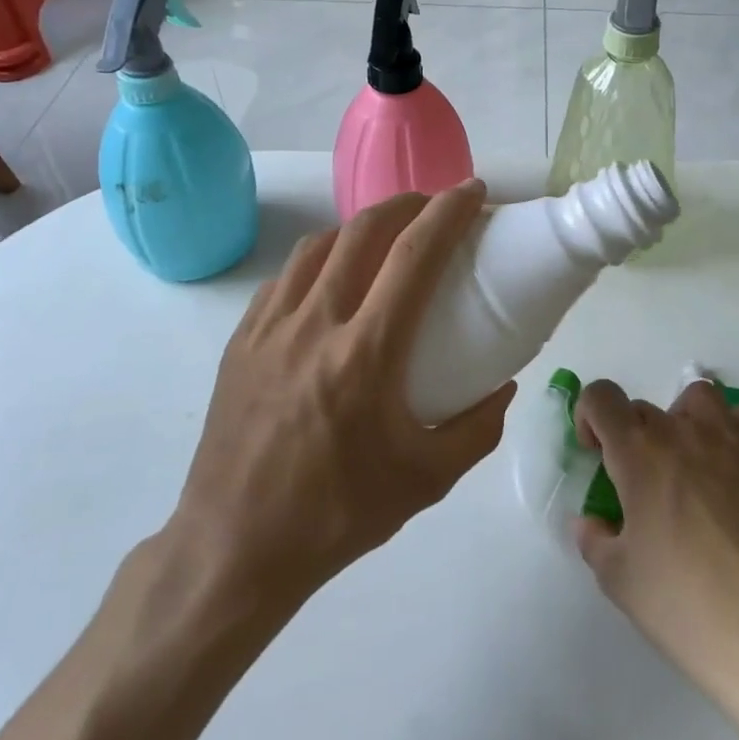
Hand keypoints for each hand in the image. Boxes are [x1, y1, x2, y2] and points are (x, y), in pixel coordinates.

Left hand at [164, 181, 515, 614]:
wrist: (235, 547)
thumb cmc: (337, 514)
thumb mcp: (427, 480)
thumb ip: (478, 428)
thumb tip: (503, 385)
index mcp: (365, 353)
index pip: (414, 256)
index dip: (448, 212)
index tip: (473, 192)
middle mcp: (314, 323)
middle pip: (363, 231)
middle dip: (406, 203)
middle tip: (434, 207)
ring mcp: (270, 327)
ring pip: (318, 246)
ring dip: (360, 227)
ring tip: (385, 238)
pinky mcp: (241, 340)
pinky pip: (285, 278)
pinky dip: (318, 260)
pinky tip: (330, 282)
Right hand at [573, 378, 738, 700]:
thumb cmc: (684, 606)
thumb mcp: (618, 579)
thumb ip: (595, 539)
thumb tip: (592, 521)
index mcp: (638, 452)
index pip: (601, 397)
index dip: (589, 416)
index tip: (596, 453)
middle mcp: (683, 431)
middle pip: (645, 407)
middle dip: (632, 436)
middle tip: (641, 486)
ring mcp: (733, 440)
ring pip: (699, 398)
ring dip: (684, 421)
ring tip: (689, 465)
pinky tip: (737, 463)